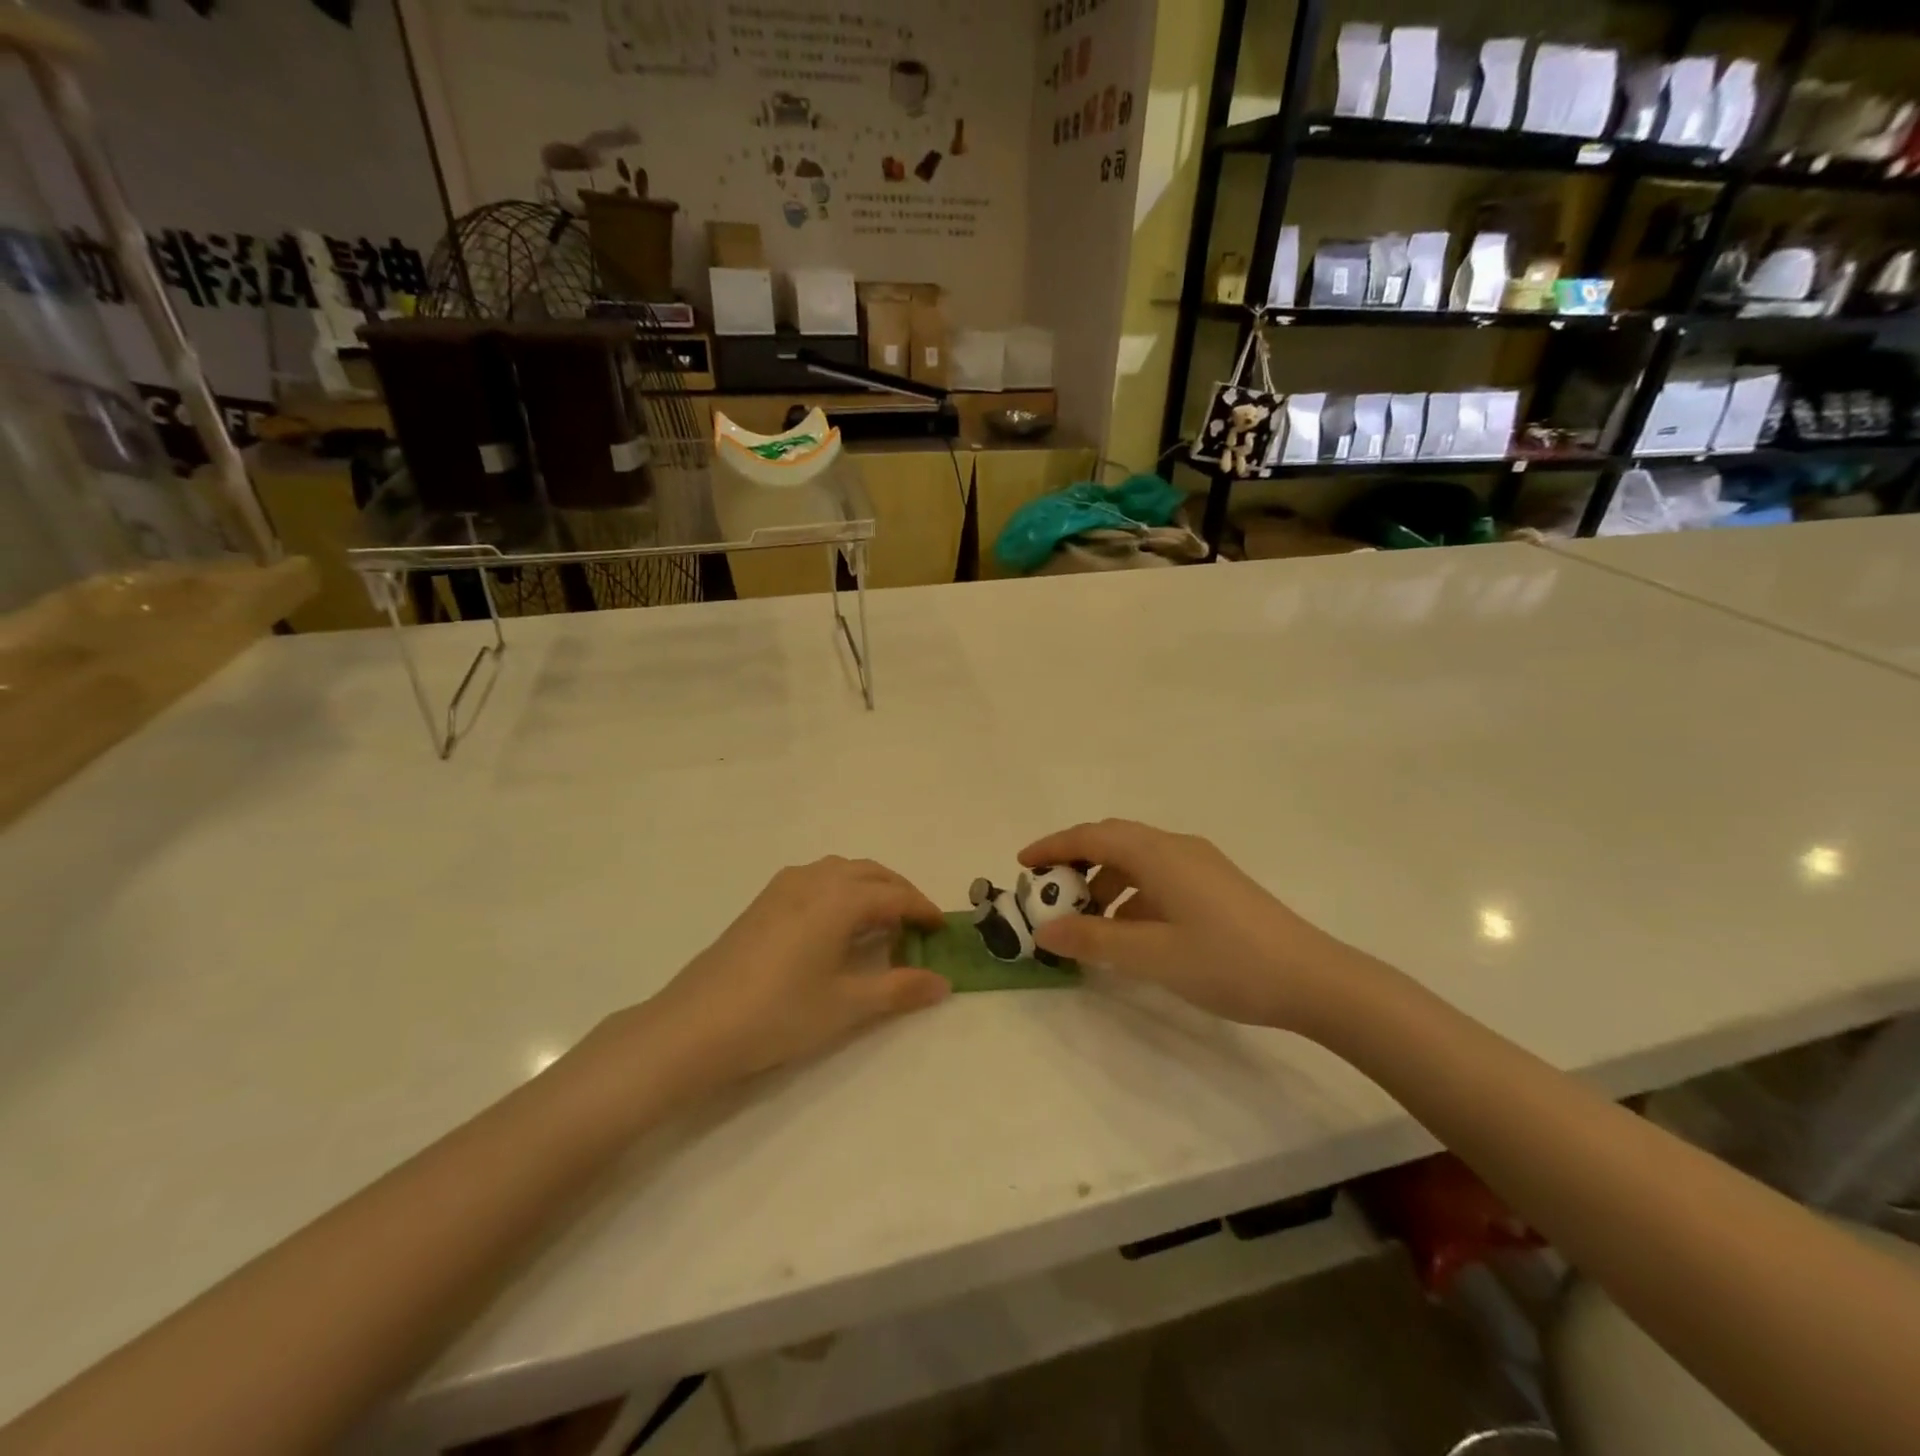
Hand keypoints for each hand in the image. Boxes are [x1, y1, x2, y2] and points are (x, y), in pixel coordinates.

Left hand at [639, 857, 950, 1087]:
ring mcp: (783, 887)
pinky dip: (841, 889)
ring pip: (841, 870)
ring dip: (869, 887)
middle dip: (900, 892)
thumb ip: (899, 989)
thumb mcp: (846, 1005)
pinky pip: (816, 878)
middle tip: (918, 924)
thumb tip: (943, 982)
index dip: (923, 909)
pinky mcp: (763, 901)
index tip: (943, 928)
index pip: (895, 895)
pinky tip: (836, 923)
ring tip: (881, 922)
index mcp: (839, 898)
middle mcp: (814, 880)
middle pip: (870, 873)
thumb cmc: (778, 1014)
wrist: (694, 1026)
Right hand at [1019, 819, 1357, 1031]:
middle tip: (1048, 894)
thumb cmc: (1226, 962)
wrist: (1313, 979)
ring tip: (1087, 922)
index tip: (1022, 865)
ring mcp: (1200, 865)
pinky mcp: (1215, 885)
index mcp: (1158, 854)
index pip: (1092, 836)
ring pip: (1136, 860)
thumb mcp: (1151, 956)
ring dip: (1105, 883)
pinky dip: (1132, 895)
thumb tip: (1044, 932)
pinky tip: (1130, 931)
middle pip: (1113, 841)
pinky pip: (1158, 877)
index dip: (1053, 847)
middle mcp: (1176, 848)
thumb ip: (1094, 940)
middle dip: (1075, 863)